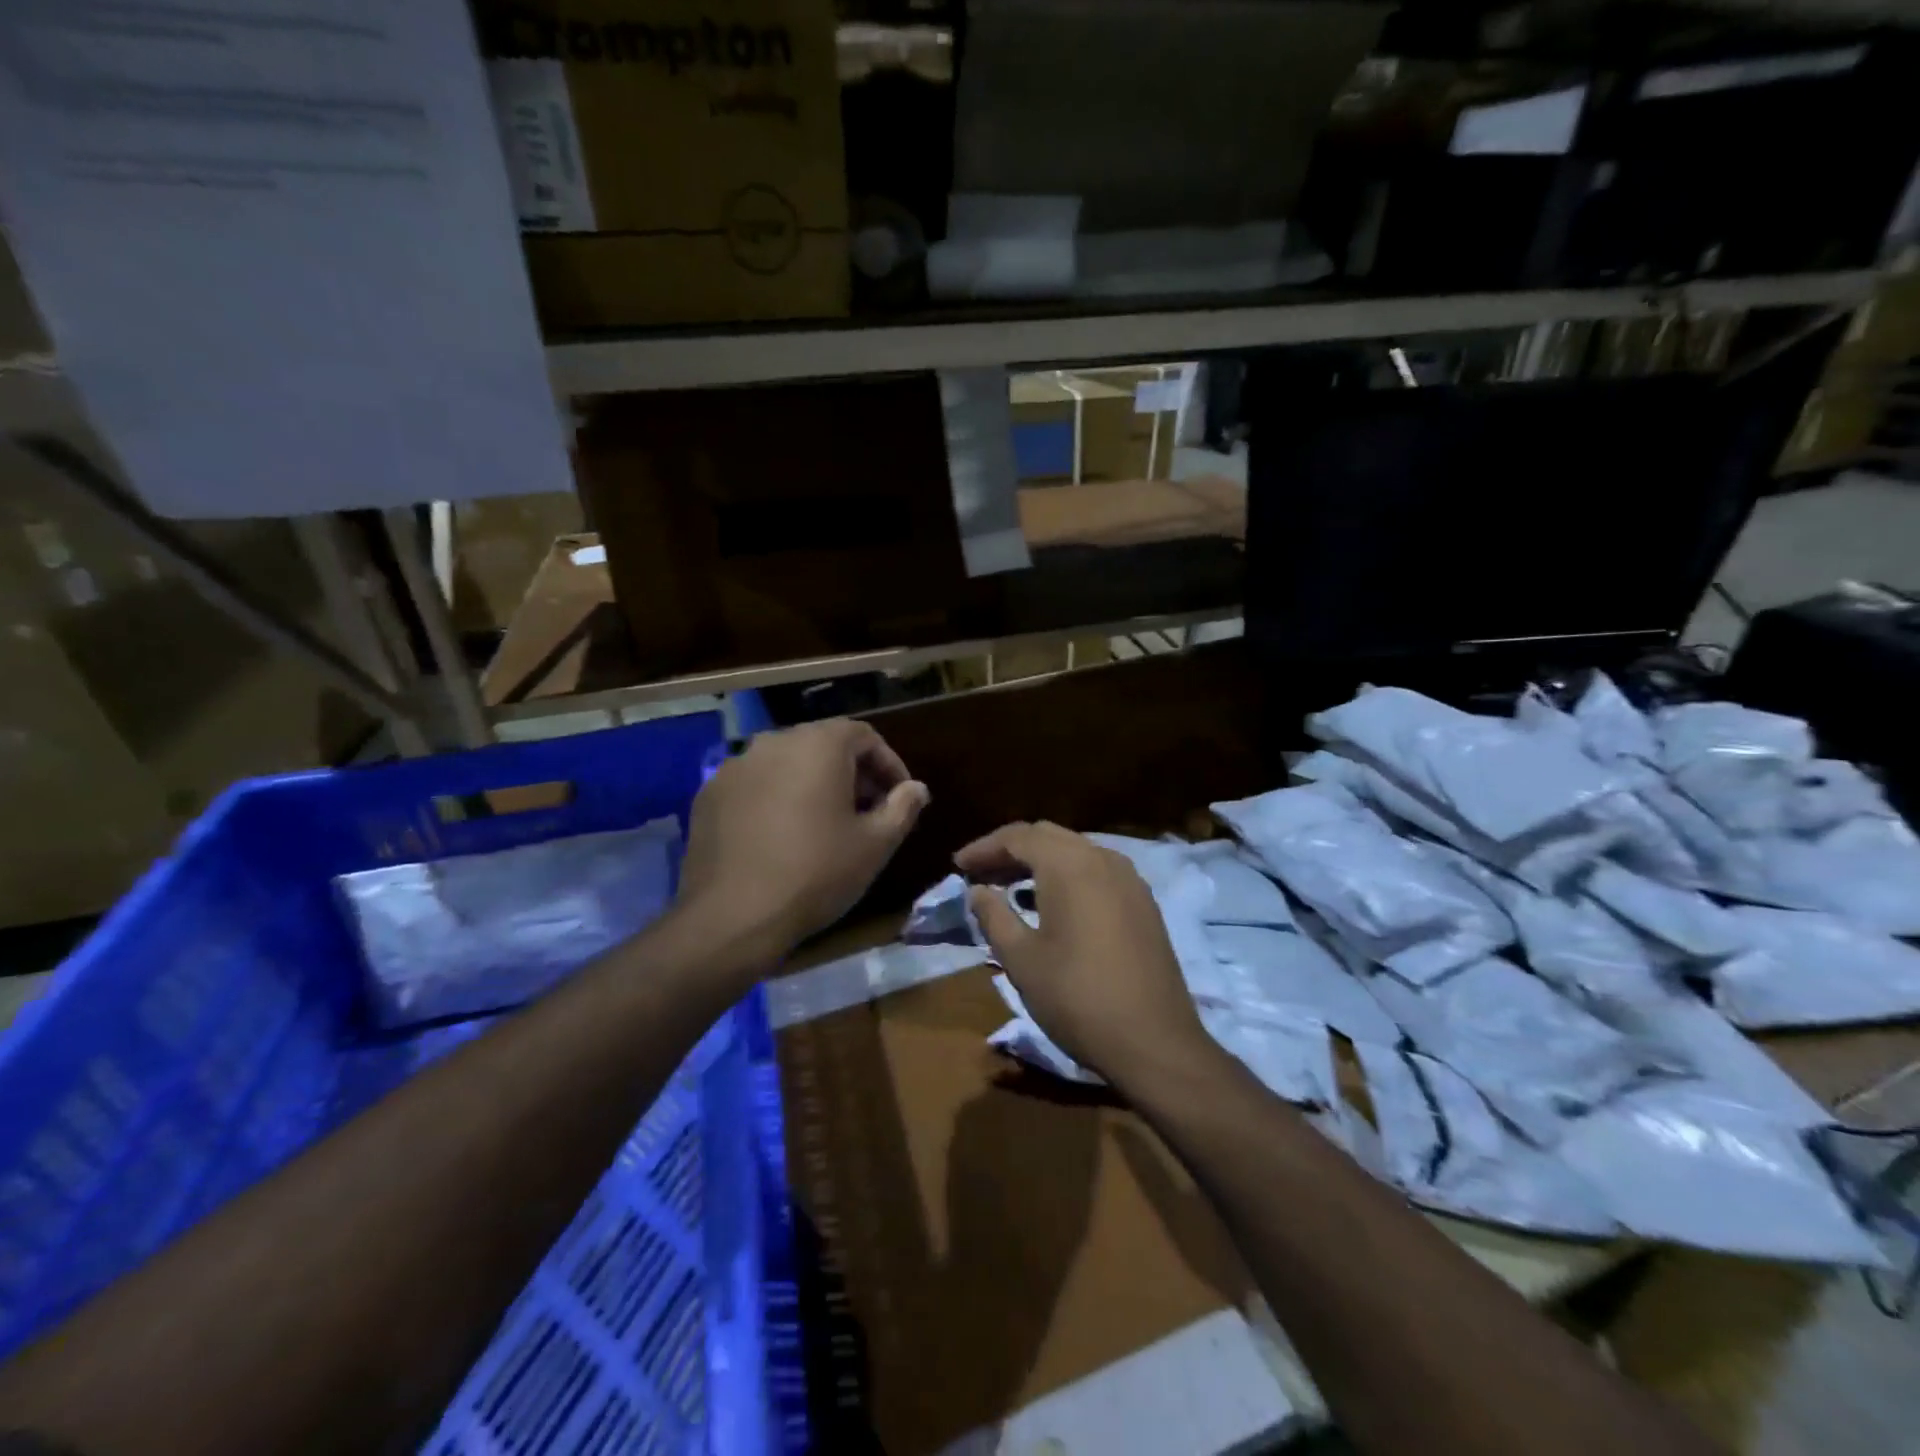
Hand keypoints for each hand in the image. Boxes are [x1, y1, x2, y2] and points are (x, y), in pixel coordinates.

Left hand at [679, 719, 928, 959]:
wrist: (733, 916)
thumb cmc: (816, 873)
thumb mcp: (875, 844)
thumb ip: (903, 807)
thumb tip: (916, 788)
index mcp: (819, 745)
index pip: (864, 736)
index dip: (889, 765)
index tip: (900, 798)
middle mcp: (774, 742)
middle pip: (824, 745)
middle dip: (852, 773)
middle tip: (868, 812)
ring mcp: (735, 766)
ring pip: (787, 763)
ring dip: (812, 783)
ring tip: (824, 824)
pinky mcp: (709, 794)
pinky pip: (755, 784)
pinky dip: (776, 798)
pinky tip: (781, 835)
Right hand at [955, 821, 1213, 1089]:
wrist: (1154, 1042)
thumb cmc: (1077, 998)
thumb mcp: (1022, 959)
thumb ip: (994, 916)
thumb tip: (977, 890)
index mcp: (1069, 865)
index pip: (1018, 836)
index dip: (984, 847)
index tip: (958, 865)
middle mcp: (1102, 859)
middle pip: (1048, 836)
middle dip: (1011, 850)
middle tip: (980, 873)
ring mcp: (1129, 879)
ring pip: (1075, 851)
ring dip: (1040, 861)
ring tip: (1010, 887)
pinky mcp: (1143, 902)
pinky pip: (1097, 870)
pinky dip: (1068, 875)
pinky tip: (1052, 903)